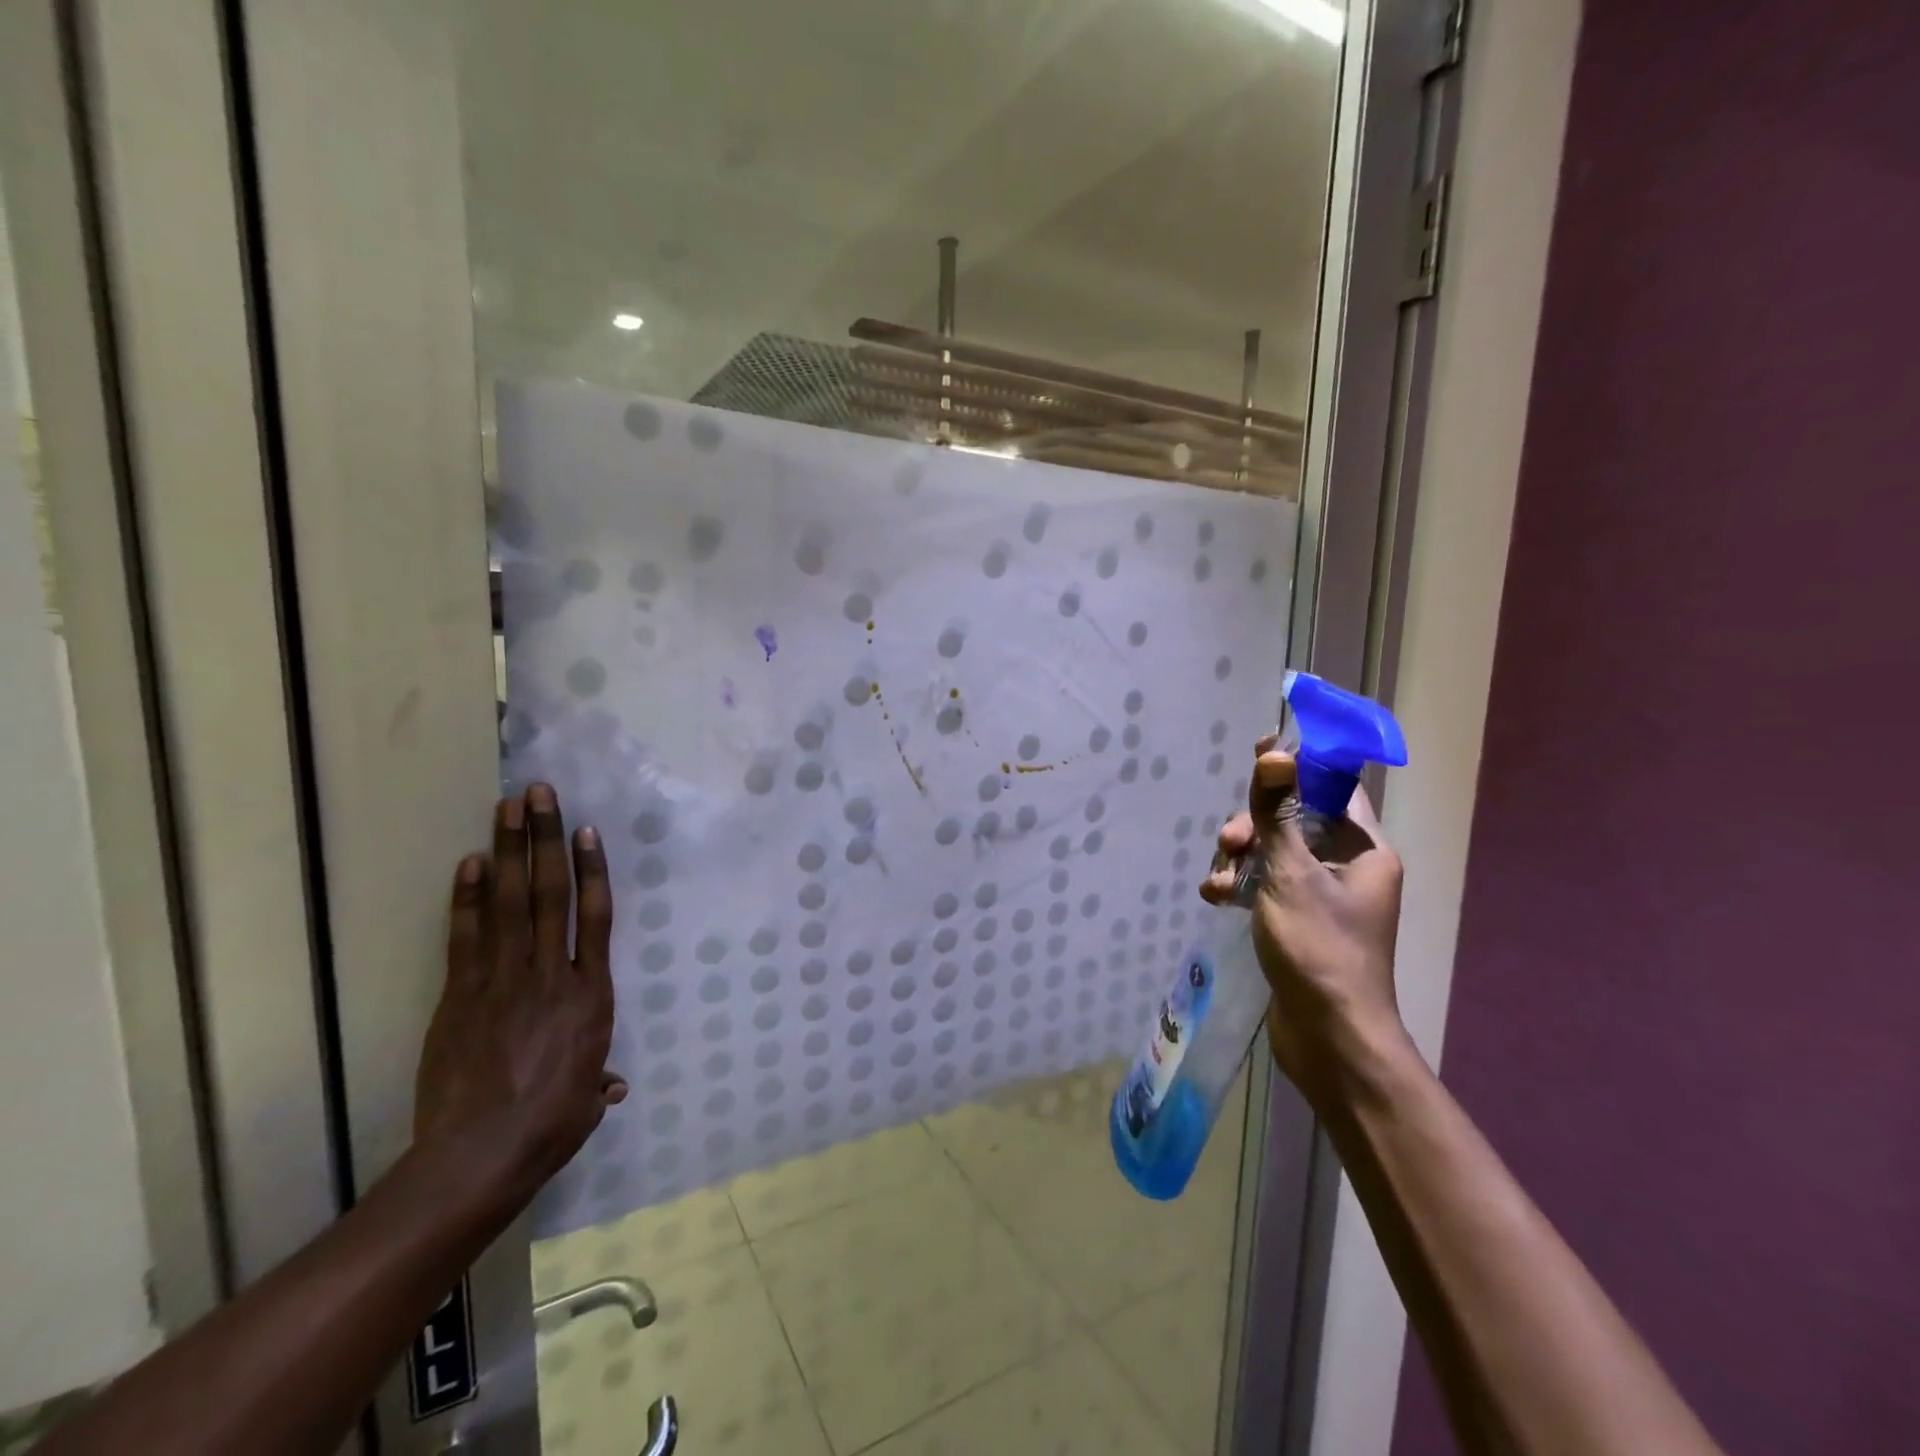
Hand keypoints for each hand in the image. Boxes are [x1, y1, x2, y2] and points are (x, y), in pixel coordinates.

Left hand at [414, 784, 626, 1190]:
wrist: (479, 1156)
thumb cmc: (549, 1126)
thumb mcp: (586, 1103)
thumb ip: (599, 1082)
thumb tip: (613, 1086)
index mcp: (591, 995)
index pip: (594, 917)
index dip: (592, 869)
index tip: (585, 831)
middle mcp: (552, 974)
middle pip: (551, 894)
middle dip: (546, 839)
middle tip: (539, 794)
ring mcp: (504, 981)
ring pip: (512, 903)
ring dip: (511, 851)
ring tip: (509, 808)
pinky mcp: (462, 997)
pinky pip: (467, 937)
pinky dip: (469, 898)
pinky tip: (471, 862)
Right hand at [1201, 740, 1408, 1101]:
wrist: (1330, 1038)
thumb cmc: (1319, 948)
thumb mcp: (1290, 873)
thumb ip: (1277, 812)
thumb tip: (1277, 753)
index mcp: (1363, 849)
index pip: (1334, 786)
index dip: (1299, 765)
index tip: (1260, 751)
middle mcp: (1347, 866)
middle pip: (1294, 819)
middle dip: (1254, 824)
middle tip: (1230, 842)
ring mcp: (1322, 895)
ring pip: (1273, 853)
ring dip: (1240, 859)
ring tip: (1218, 881)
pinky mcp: (1298, 920)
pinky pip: (1266, 885)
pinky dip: (1241, 886)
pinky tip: (1215, 898)